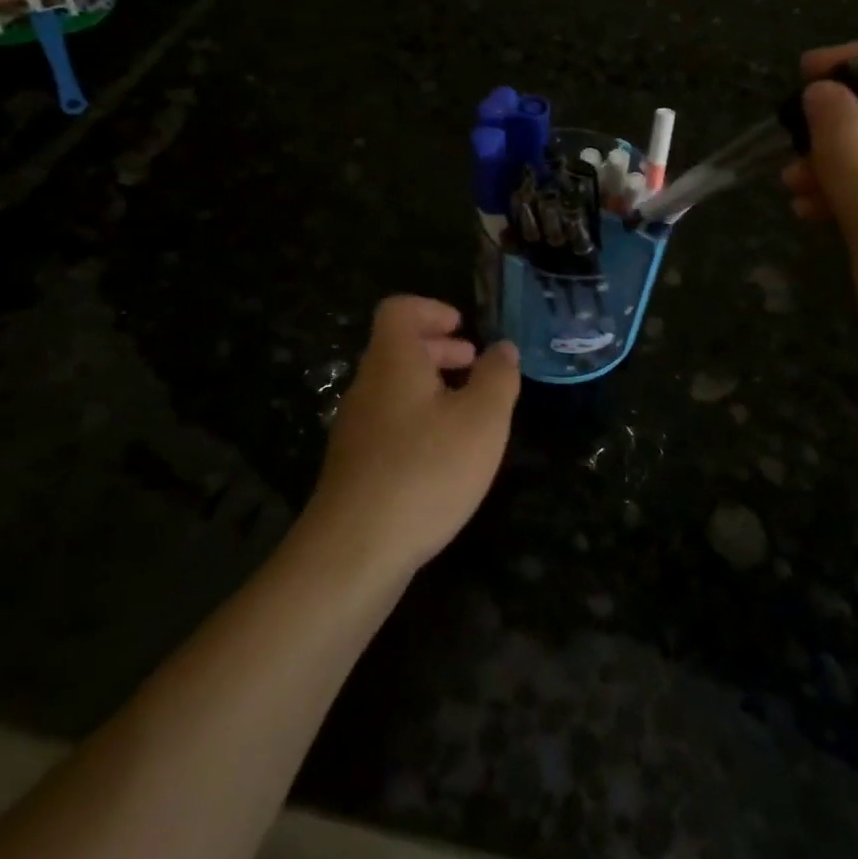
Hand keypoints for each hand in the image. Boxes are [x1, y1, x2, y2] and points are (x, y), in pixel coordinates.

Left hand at [304, 296, 519, 579]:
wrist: (355, 549)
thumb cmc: (426, 470)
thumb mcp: (482, 420)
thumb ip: (497, 378)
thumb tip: (503, 349)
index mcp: (393, 361)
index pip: (399, 310)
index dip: (432, 309)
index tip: (463, 328)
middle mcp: (367, 386)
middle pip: (398, 348)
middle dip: (439, 349)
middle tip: (474, 364)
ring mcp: (356, 426)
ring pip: (394, 387)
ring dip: (431, 386)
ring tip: (468, 410)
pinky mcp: (355, 464)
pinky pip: (389, 421)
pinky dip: (419, 419)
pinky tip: (444, 454)